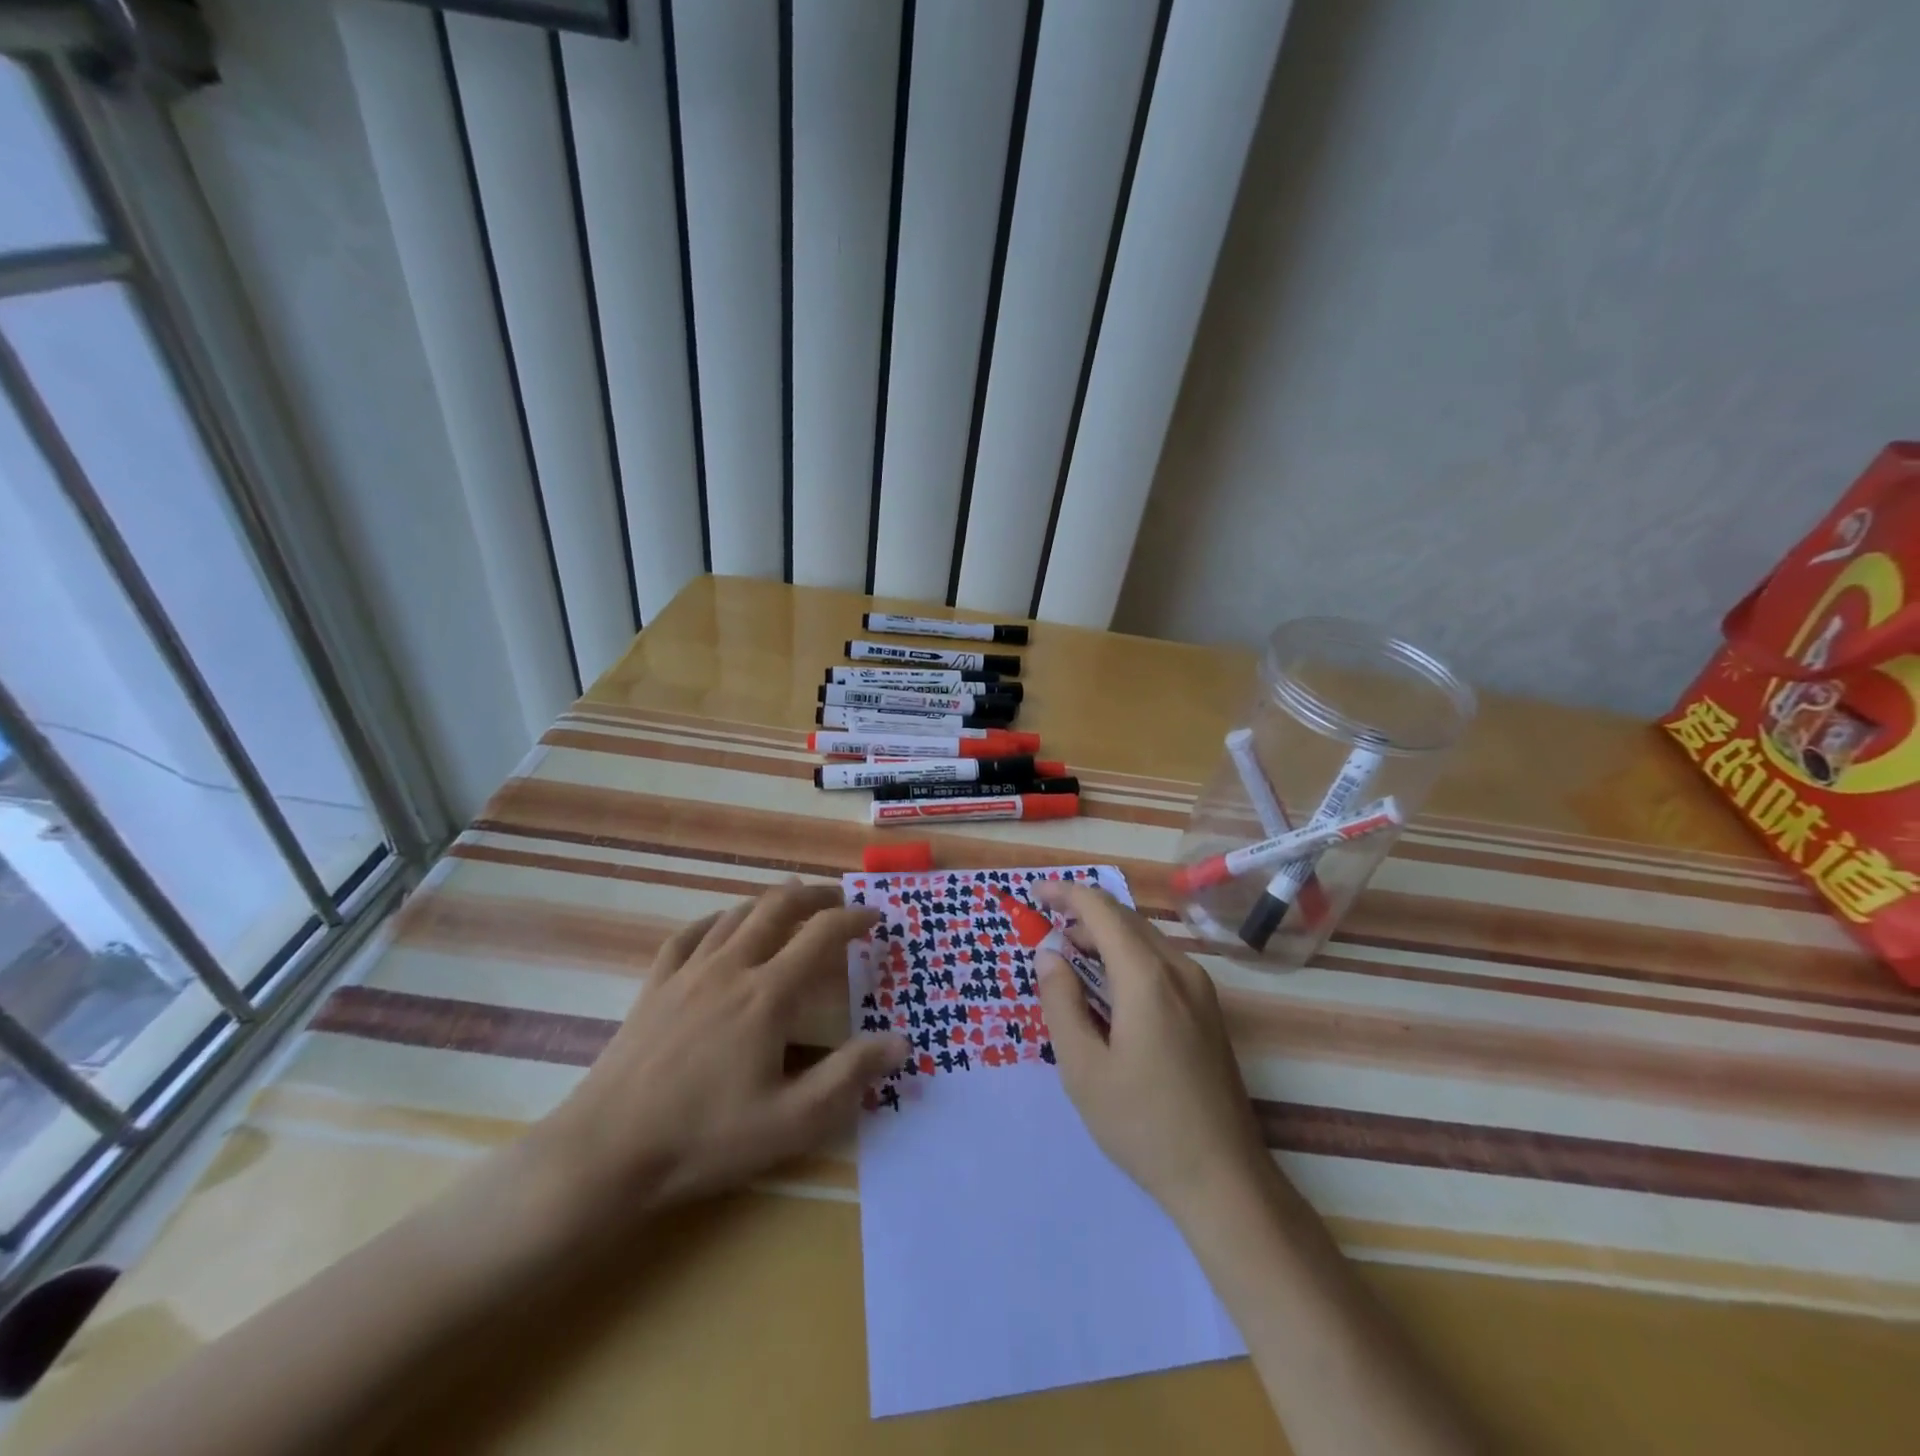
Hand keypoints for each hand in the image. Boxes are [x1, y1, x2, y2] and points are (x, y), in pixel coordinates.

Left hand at [526, 883, 906, 1233]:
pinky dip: (716, 920)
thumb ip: (849, 1076)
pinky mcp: (655, 986)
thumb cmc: (705, 1138)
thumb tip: (901, 1041)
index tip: (875, 916)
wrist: (607, 1152)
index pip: (822, 935)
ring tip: (791, 902)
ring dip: (770, 901)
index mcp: (768, 994)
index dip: (854, 918)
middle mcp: (731, 967)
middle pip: (778, 907)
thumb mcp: (791, 1121)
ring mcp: (688, 973)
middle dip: (814, 895)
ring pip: (736, 914)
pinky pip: (689, 935)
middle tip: (838, 897)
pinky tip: (722, 925)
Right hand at [1033, 881, 1269, 1226]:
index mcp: (1147, 977)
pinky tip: (1108, 986)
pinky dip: (1127, 956)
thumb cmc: (1143, 1124)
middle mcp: (1179, 969)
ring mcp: (1200, 989)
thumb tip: (1048, 953)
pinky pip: (1160, 961)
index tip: (1033, 893)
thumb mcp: (1083, 1068)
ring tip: (1069, 957)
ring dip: (1104, 935)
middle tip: (1044, 930)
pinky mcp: (1208, 1009)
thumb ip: (1060, 1002)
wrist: (1224, 1178)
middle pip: (1125, 918)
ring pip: (1145, 938)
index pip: (1101, 910)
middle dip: (1082, 914)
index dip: (1065, 893)